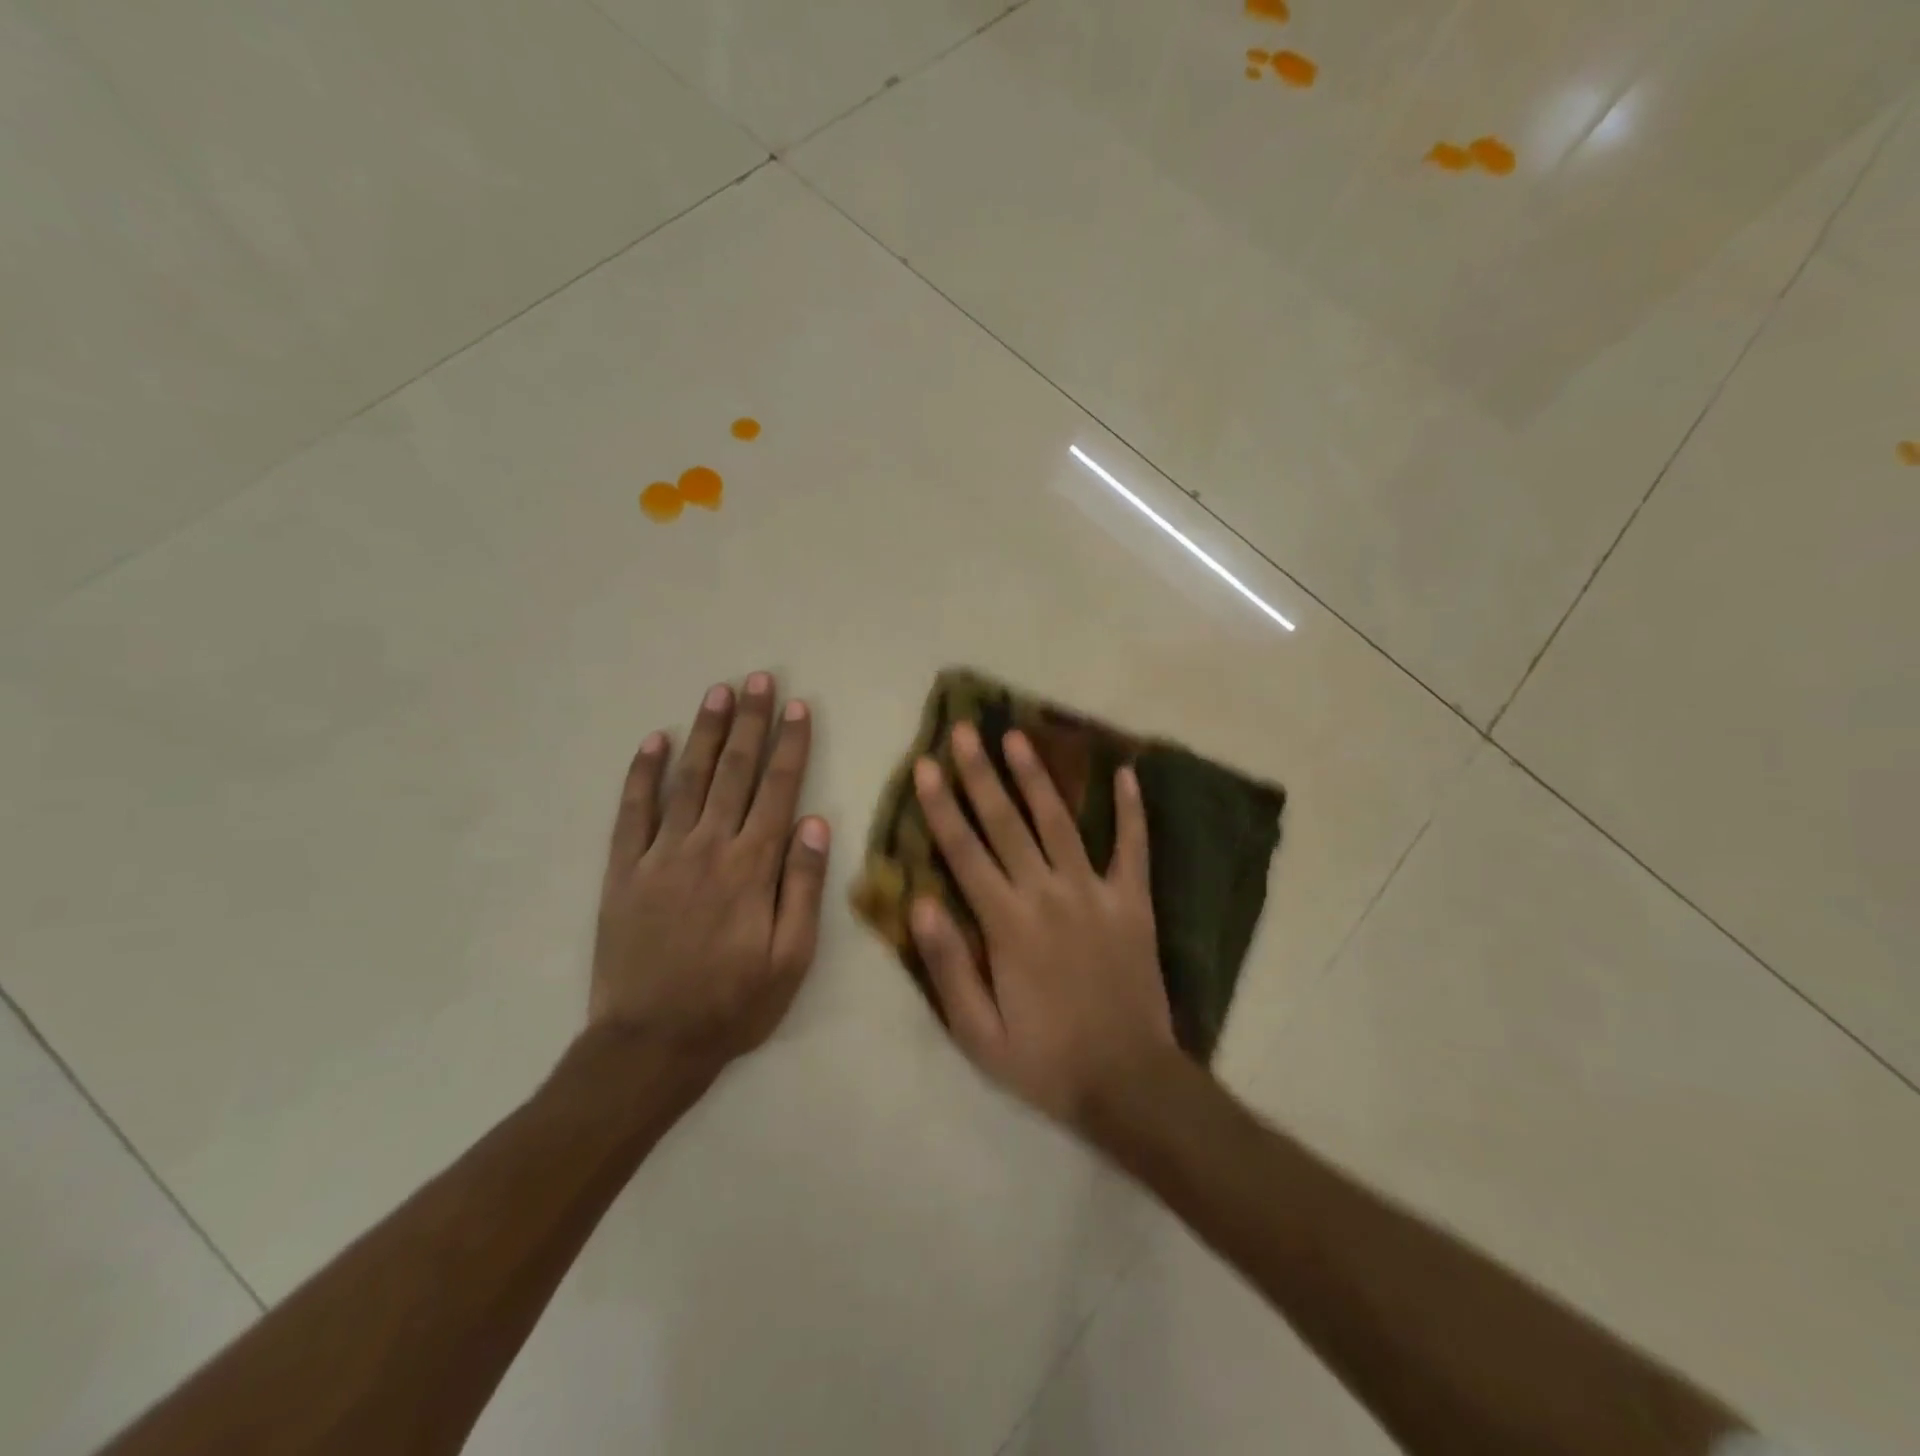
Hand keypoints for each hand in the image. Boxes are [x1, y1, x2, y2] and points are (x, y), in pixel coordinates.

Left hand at [591, 673, 830, 1068]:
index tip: (799, 707)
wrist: (650, 1044)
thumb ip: (803, 886)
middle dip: (751, 722)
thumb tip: (815, 822)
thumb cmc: (733, 1004)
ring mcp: (660, 855)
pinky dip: (643, 773)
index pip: (777, 790)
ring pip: (688, 779)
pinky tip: (654, 741)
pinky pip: (633, 811)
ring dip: (705, 733)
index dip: (791, 745)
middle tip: (760, 680)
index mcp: (752, 867)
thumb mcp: (791, 958)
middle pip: (735, 772)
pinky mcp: (623, 870)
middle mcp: (707, 847)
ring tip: (718, 692)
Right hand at [910, 721, 1176, 1127]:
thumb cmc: (1045, 1060)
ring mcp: (1095, 894)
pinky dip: (1131, 811)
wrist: (1128, 1083)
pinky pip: (1133, 848)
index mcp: (1007, 924)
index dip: (941, 807)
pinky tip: (1127, 774)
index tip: (925, 766)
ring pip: (1060, 823)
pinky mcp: (1132, 903)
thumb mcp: (978, 1034)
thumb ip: (948, 966)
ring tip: (1018, 737)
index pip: (964, 853)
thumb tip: (918, 902)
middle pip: (1007, 824)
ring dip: (1037, 777)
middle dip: (981, 774)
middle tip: (965, 730)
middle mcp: (1048, 895)